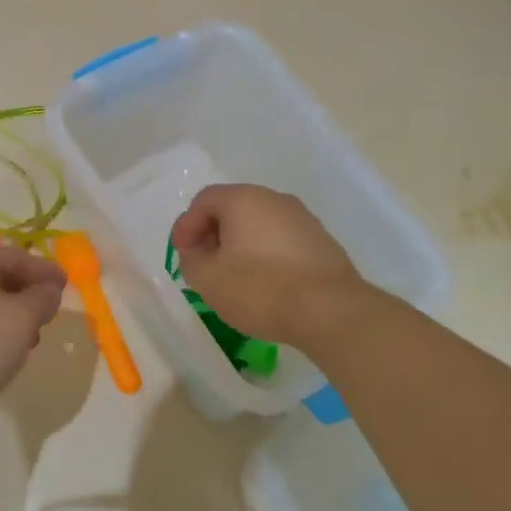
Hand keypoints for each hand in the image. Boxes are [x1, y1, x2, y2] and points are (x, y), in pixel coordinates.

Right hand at [169, 184, 368, 351]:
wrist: (329, 310)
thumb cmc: (260, 289)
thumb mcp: (208, 279)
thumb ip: (192, 260)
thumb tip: (198, 252)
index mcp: (244, 199)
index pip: (205, 200)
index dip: (186, 225)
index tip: (181, 253)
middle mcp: (275, 200)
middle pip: (234, 209)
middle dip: (213, 234)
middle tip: (203, 264)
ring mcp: (303, 219)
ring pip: (259, 225)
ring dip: (240, 246)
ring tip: (233, 277)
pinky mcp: (321, 242)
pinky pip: (281, 241)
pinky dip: (265, 256)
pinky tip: (264, 283)